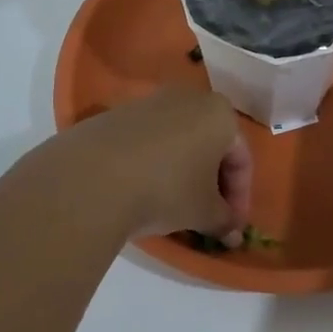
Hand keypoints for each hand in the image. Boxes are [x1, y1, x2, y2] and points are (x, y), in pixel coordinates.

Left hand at [54, 88, 252, 243]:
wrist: (91, 177)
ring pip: (179, 141)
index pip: (242, 158)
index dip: (240, 198)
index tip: (231, 227)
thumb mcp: (204, 212)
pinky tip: (143, 191)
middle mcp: (189, 98)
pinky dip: (154, 164)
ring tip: (174, 207)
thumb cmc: (166, 189)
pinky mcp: (117, 114)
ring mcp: (150, 102)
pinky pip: (149, 141)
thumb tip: (231, 233)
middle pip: (211, 144)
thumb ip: (224, 220)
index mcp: (220, 113)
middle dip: (213, 183)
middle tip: (208, 216)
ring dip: (183, 173)